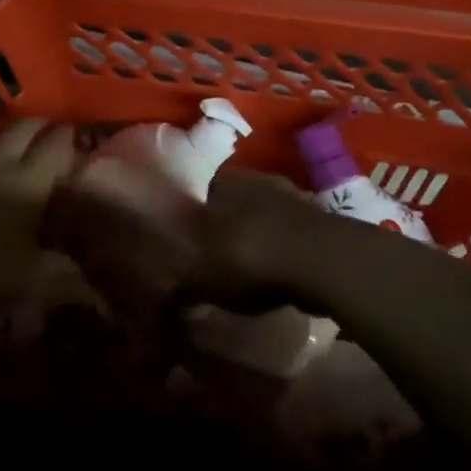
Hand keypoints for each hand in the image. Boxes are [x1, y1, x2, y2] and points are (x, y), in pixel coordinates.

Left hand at [0, 119, 76, 314]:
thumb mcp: (36, 279)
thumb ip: (66, 275)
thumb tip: (90, 285)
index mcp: (29, 184)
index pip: (54, 146)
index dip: (65, 136)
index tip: (71, 134)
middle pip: (20, 129)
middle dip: (36, 125)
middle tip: (43, 128)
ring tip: (1, 135)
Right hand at [40, 165, 325, 324]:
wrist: (322, 260)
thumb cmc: (246, 255)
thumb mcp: (197, 272)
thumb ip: (172, 278)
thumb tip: (149, 290)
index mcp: (219, 182)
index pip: (194, 187)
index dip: (184, 209)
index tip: (178, 233)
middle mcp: (253, 179)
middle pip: (228, 199)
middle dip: (219, 223)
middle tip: (210, 253)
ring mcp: (290, 196)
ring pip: (260, 213)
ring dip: (252, 233)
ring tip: (243, 265)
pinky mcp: (318, 219)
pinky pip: (287, 232)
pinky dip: (279, 248)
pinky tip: (276, 271)